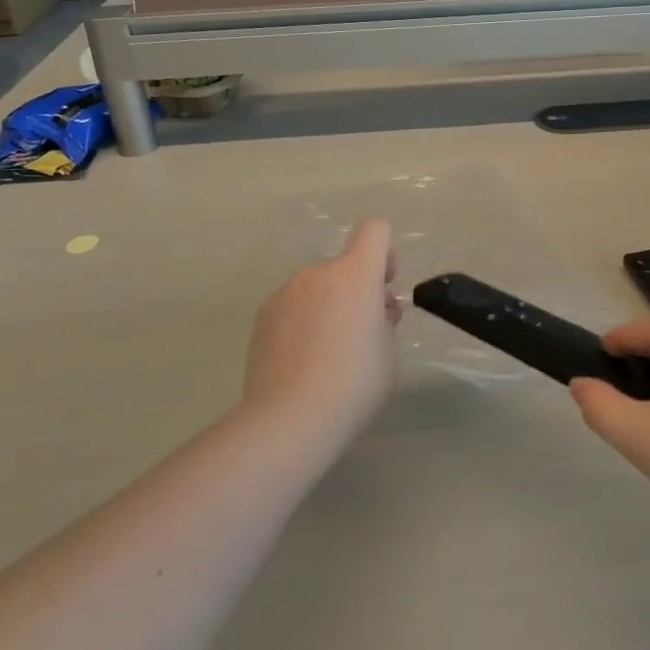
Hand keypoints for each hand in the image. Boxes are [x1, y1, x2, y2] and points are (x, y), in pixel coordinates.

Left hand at [242, 220, 400, 436]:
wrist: (290, 418)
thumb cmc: (354, 384)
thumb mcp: (388, 354)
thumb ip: (384, 321)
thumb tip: (375, 311)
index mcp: (355, 275)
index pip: (375, 231)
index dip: (385, 253)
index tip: (383, 287)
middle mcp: (317, 273)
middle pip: (344, 266)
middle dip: (356, 291)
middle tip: (360, 336)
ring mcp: (285, 293)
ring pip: (317, 288)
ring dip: (327, 307)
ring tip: (326, 355)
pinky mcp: (262, 316)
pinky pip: (292, 307)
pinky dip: (302, 323)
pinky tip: (301, 362)